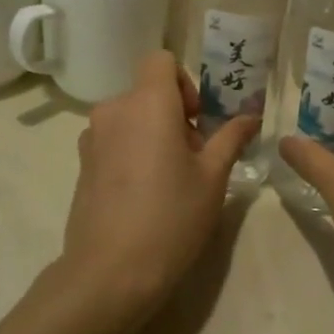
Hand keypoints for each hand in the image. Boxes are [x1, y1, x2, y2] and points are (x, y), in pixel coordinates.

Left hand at [59, 51, 258, 328]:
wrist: (110, 273)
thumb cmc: (171, 217)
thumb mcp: (213, 177)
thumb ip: (231, 138)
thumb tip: (251, 116)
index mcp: (147, 103)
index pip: (161, 60)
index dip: (184, 81)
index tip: (198, 119)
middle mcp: (114, 110)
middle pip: (147, 91)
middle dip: (174, 113)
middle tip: (195, 156)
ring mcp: (92, 138)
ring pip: (130, 117)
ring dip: (152, 133)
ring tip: (170, 178)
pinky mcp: (82, 165)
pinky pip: (114, 140)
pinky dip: (132, 151)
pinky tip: (144, 194)